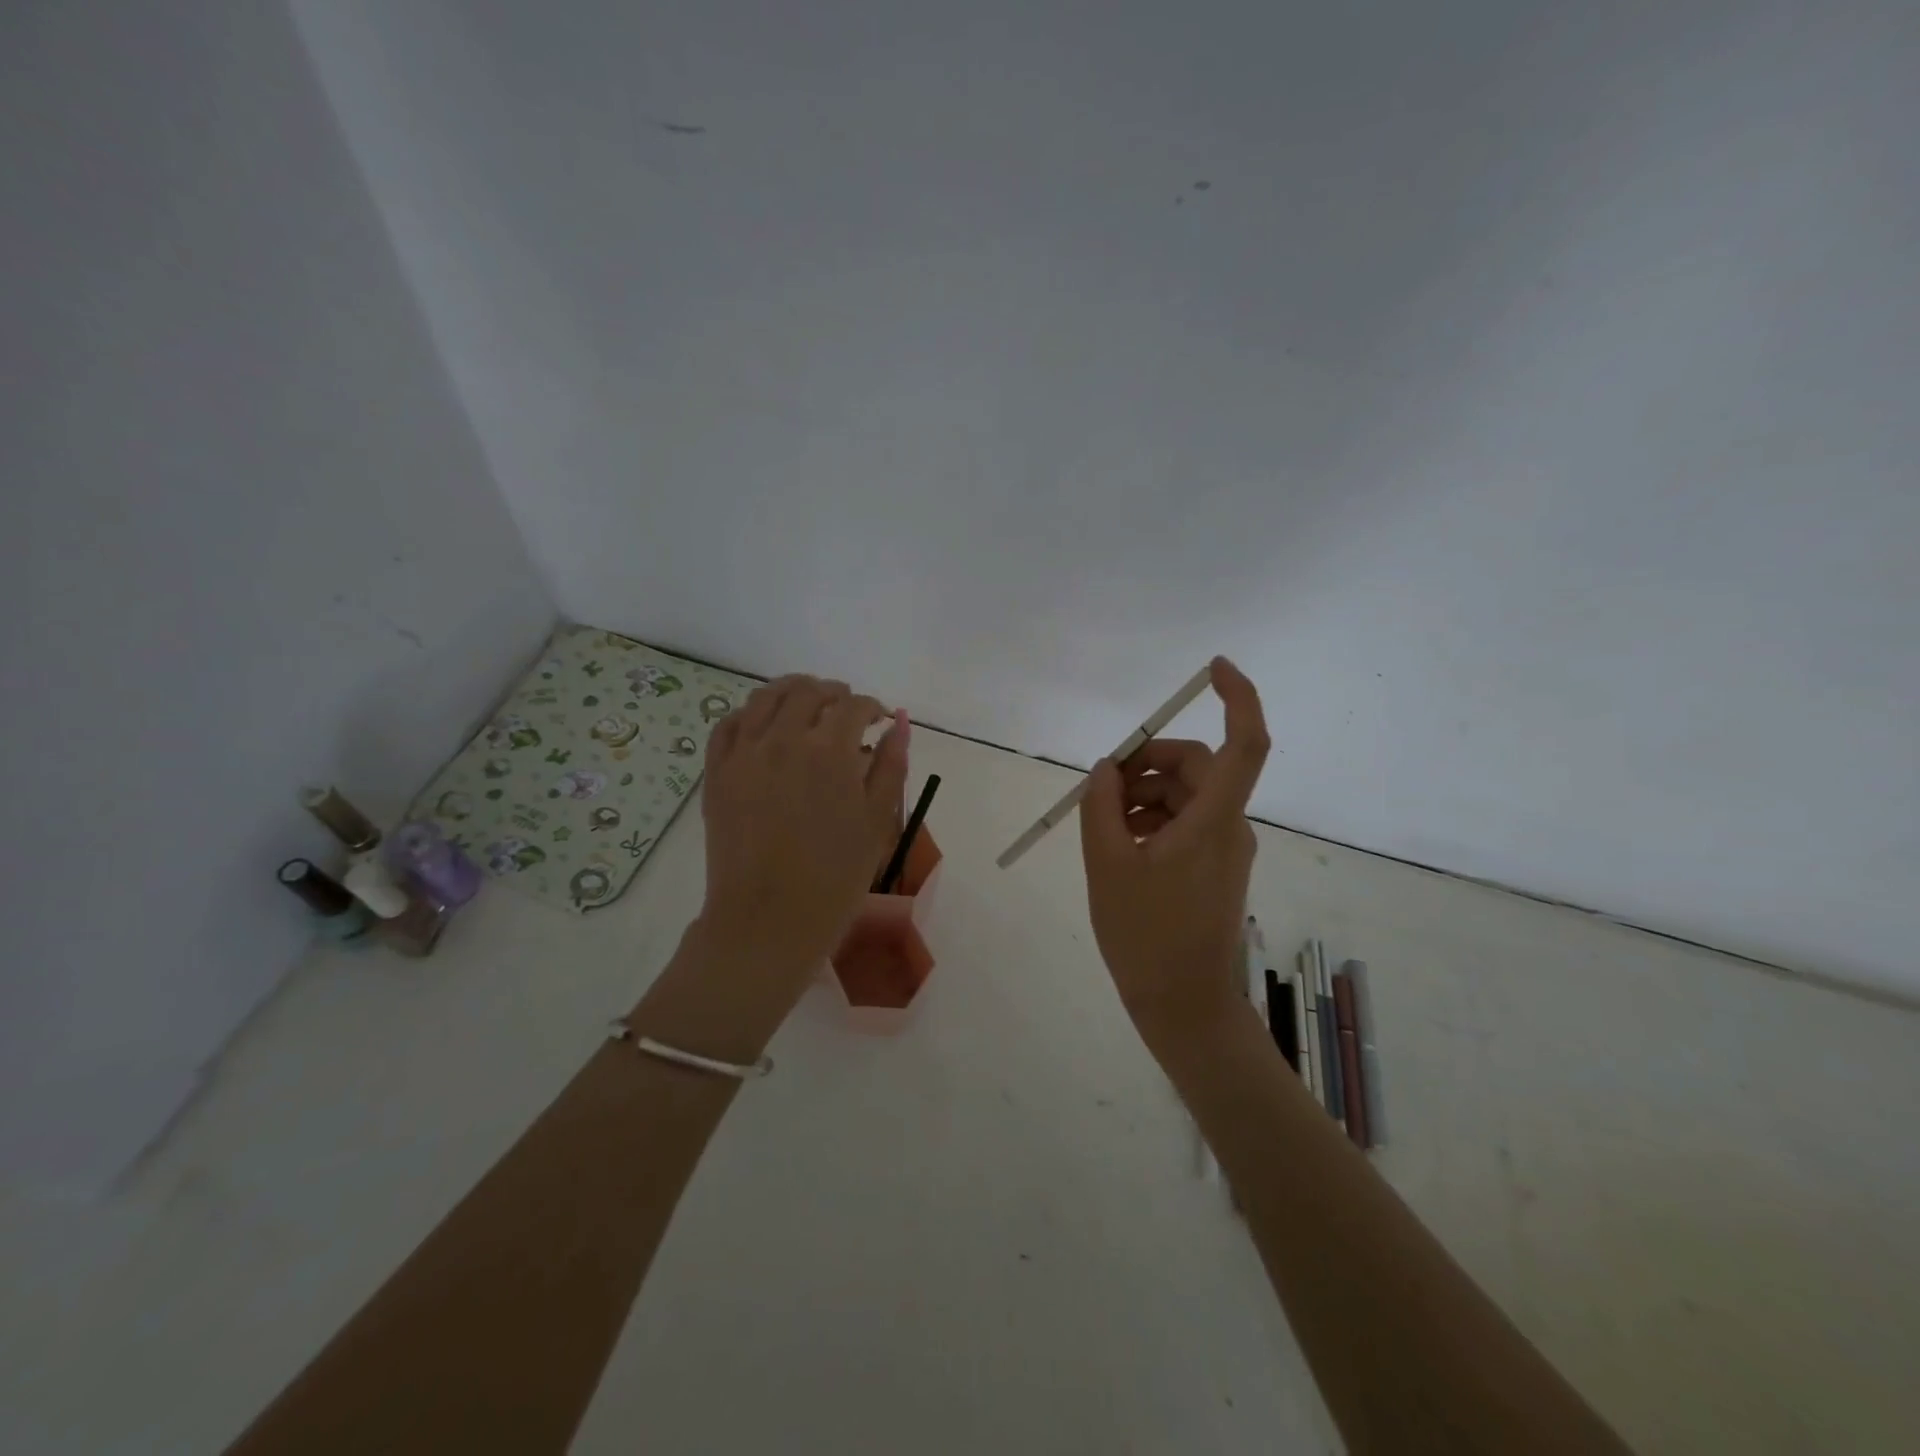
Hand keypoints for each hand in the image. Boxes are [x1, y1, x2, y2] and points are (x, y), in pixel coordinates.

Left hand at [699, 675, 909, 974]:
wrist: (768, 922)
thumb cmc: (835, 878)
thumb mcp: (877, 822)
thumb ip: (890, 765)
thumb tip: (898, 723)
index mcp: (829, 751)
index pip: (854, 706)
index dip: (872, 707)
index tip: (880, 718)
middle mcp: (783, 739)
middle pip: (808, 692)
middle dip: (834, 693)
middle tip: (847, 708)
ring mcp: (743, 754)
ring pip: (765, 698)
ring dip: (792, 691)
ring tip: (807, 702)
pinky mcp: (716, 773)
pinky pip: (728, 725)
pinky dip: (750, 713)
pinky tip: (763, 724)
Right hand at [1078, 657, 1270, 1057]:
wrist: (1185, 1008)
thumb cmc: (1146, 937)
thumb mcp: (1108, 865)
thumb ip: (1102, 807)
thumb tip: (1106, 768)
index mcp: (1214, 820)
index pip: (1244, 742)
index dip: (1237, 696)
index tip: (1213, 667)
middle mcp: (1230, 826)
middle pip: (1197, 766)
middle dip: (1146, 764)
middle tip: (1101, 787)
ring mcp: (1226, 849)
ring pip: (1186, 796)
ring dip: (1143, 796)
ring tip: (1101, 826)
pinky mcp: (1216, 868)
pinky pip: (1185, 823)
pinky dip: (1151, 821)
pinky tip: (1119, 845)